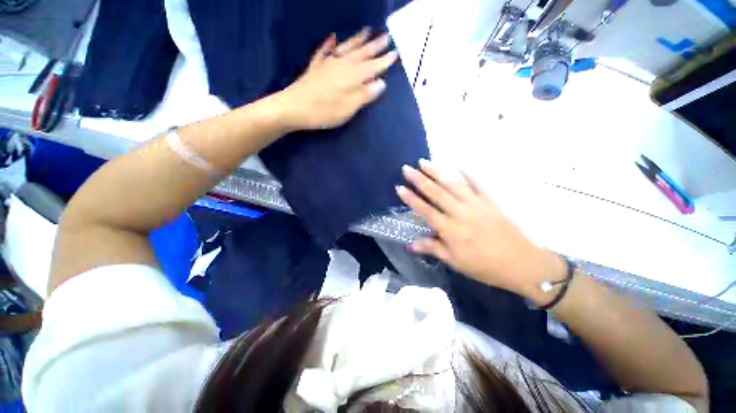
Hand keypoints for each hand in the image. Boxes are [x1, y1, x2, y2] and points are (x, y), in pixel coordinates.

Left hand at [279, 28, 397, 130]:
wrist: (293, 108)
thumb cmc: (323, 112)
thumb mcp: (348, 109)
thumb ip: (364, 95)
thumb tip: (381, 83)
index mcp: (351, 78)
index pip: (372, 67)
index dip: (384, 61)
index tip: (395, 54)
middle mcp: (341, 66)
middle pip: (361, 54)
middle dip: (375, 46)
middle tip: (386, 36)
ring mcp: (327, 65)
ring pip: (345, 49)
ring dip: (357, 40)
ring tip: (367, 31)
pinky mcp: (315, 68)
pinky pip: (323, 51)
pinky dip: (329, 44)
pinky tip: (332, 37)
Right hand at [396, 160, 565, 296]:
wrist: (522, 264)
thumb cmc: (484, 266)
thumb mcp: (455, 262)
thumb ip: (432, 248)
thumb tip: (410, 244)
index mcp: (450, 229)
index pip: (425, 210)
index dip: (411, 198)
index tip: (399, 187)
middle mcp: (460, 213)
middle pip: (436, 192)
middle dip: (419, 179)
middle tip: (407, 168)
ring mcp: (477, 204)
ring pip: (453, 184)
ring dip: (437, 172)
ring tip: (424, 162)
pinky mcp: (491, 201)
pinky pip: (478, 183)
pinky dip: (468, 173)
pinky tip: (459, 164)